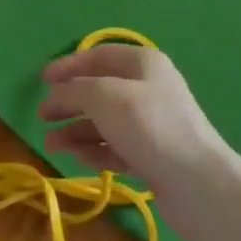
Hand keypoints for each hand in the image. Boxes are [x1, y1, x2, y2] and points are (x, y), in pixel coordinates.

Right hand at [37, 45, 228, 204]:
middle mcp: (148, 88)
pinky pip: (116, 147)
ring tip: (51, 144)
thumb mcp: (105, 97)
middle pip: (100, 89)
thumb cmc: (149, 127)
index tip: (42, 80)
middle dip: (70, 101)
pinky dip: (95, 150)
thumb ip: (76, 90)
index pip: (99, 55)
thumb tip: (57, 93)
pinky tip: (77, 158)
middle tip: (42, 116)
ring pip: (106, 121)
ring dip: (77, 130)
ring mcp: (152, 123)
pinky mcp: (152, 156)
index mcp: (143, 63)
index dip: (69, 65)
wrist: (197, 185)